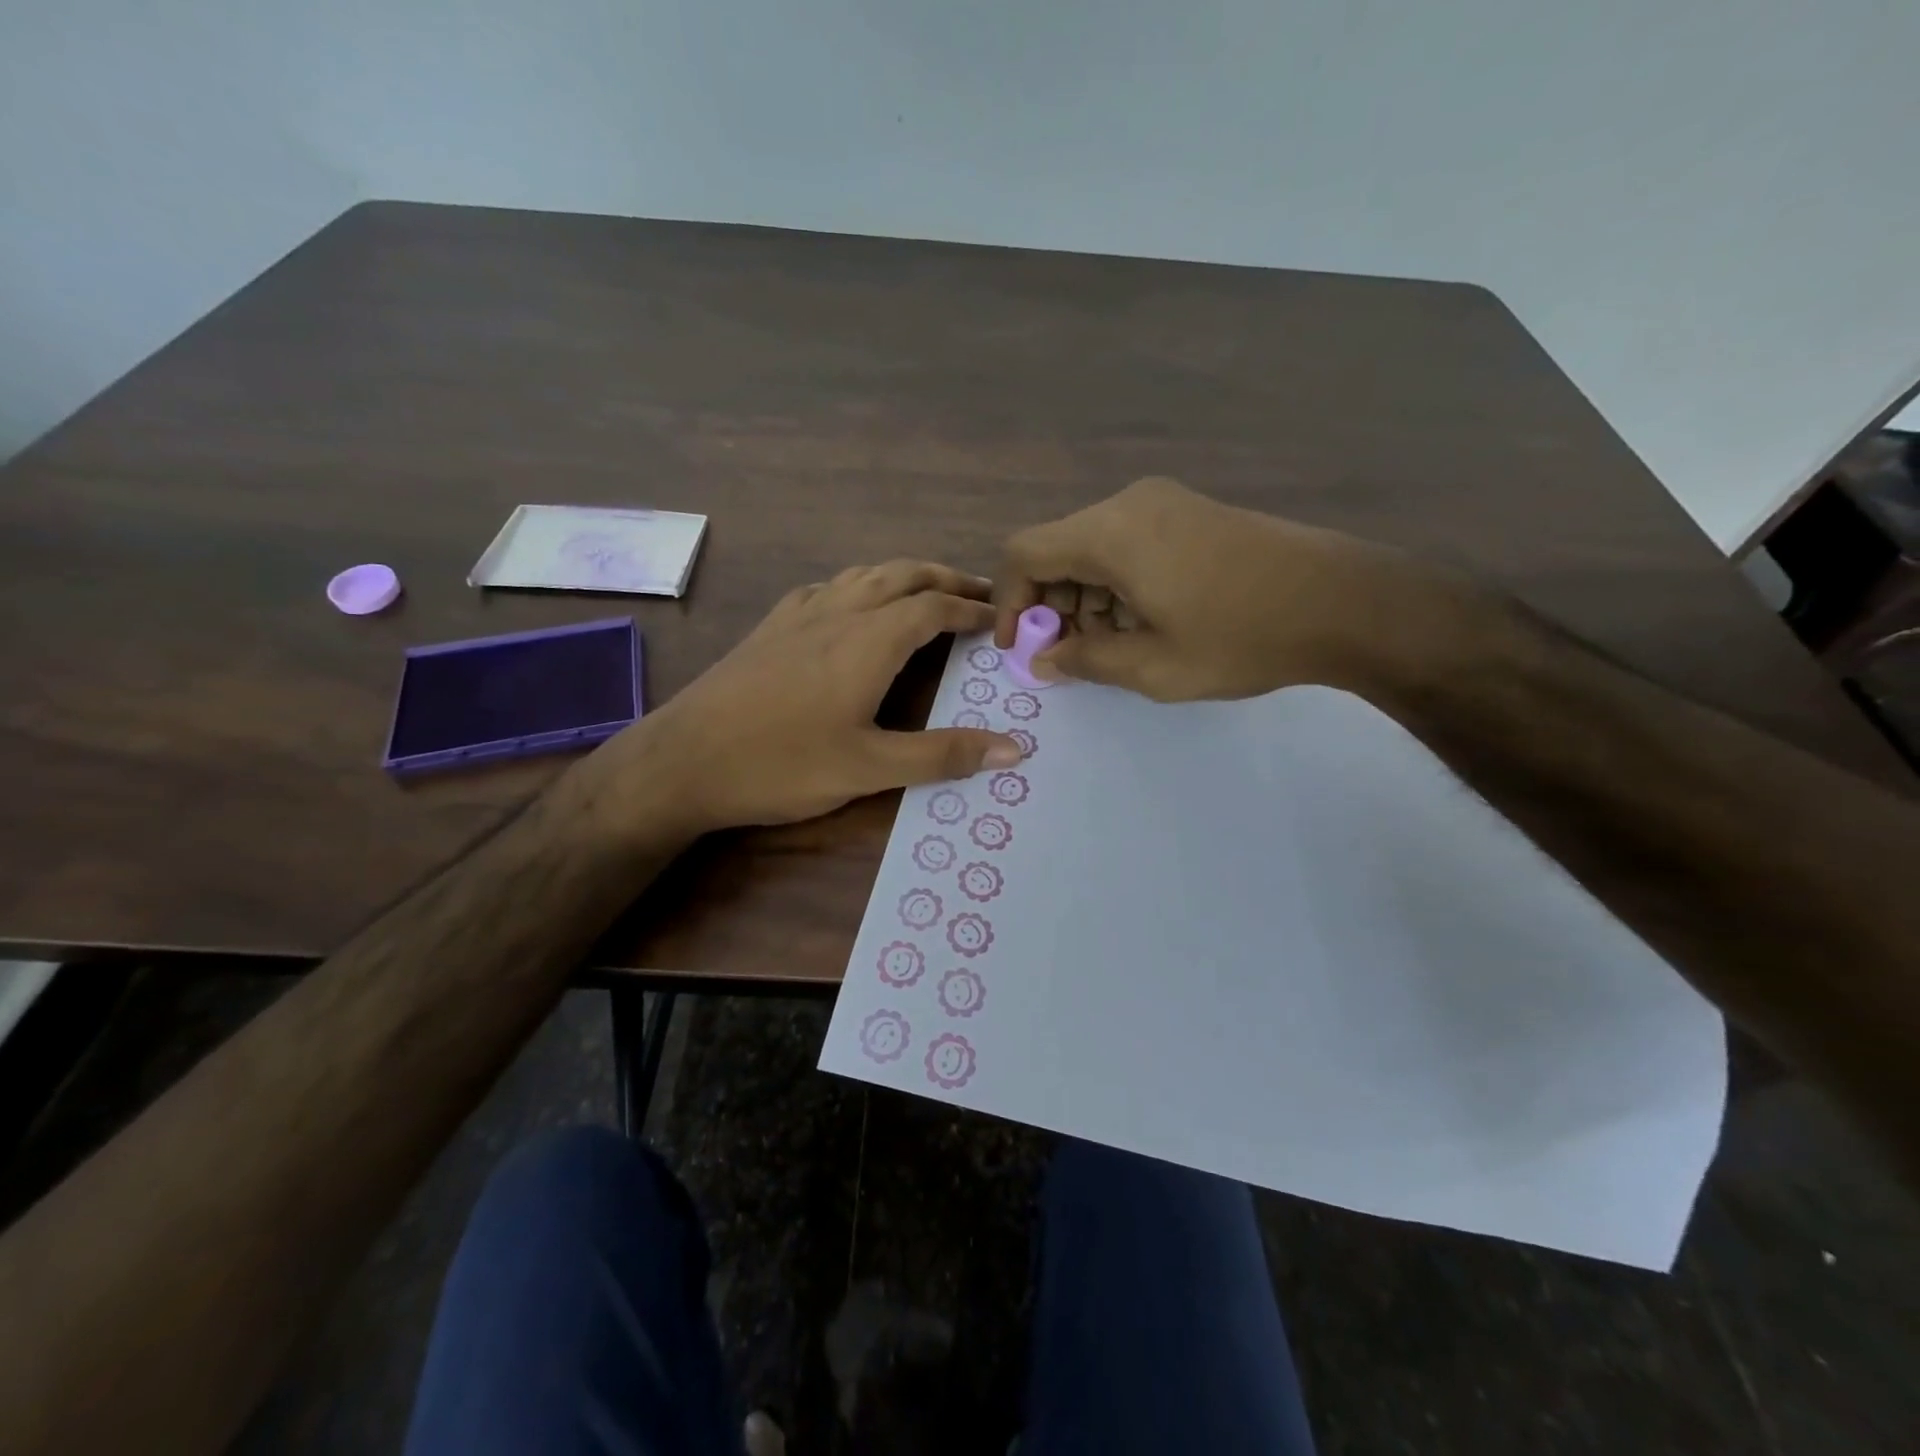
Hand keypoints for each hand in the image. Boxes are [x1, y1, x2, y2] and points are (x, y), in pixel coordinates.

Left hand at [599, 562, 1022, 832]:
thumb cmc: (781, 764)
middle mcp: (838, 613)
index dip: (970, 609)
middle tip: (978, 593)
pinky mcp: (770, 626)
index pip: (933, 607)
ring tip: (927, 591)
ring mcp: (799, 615)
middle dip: (945, 578)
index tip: (998, 617)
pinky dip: (859, 586)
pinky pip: (828, 588)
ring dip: (904, 576)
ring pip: (863, 575)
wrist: (682, 760)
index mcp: (869, 641)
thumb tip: (1014, 749)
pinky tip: (852, 606)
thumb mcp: (869, 769)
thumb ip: (941, 755)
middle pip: (902, 575)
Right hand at [994, 477, 1446, 701]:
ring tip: (1111, 646)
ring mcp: (1163, 502)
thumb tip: (1043, 661)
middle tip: (1069, 655)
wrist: (1345, 602)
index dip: (1008, 602)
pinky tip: (1143, 620)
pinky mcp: (1188, 511)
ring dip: (1084, 597)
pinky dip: (1115, 583)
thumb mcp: (1154, 666)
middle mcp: (1128, 504)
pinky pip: (1126, 543)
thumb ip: (1086, 660)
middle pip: (1057, 548)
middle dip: (1050, 605)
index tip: (1019, 647)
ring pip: (1092, 547)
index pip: (1024, 553)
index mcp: (1110, 533)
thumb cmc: (1242, 638)